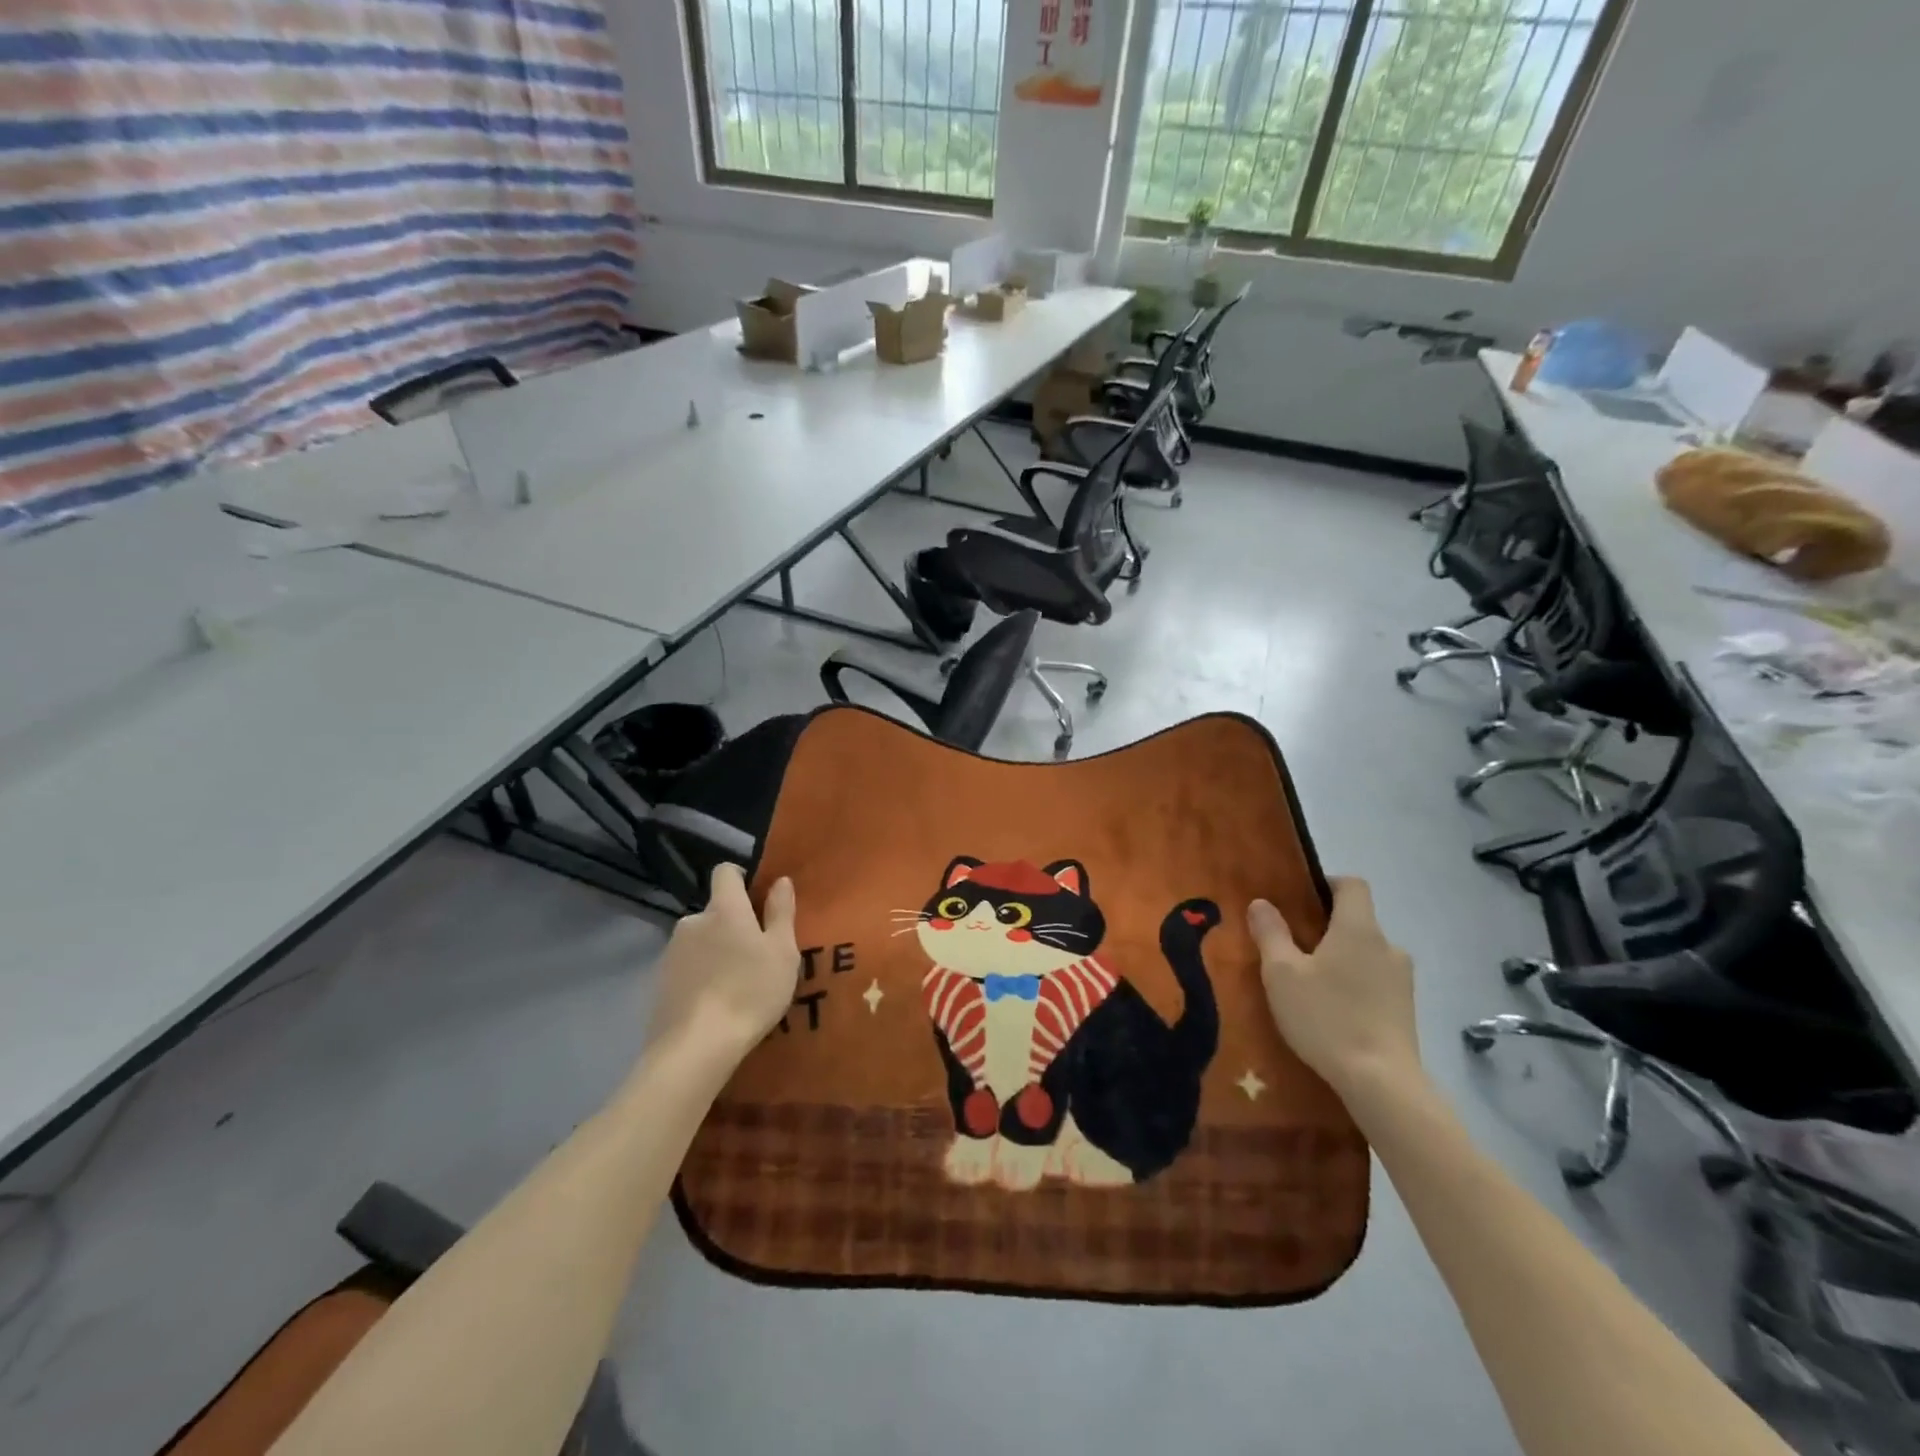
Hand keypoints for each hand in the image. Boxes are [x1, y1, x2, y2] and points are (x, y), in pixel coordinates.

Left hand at [646, 864, 799, 1059]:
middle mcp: (692, 921)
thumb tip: (780, 880)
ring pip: (701, 940)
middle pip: (715, 910)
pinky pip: (687, 966)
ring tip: (736, 983)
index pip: (725, 872)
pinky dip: (701, 975)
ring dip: (716, 951)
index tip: (758, 900)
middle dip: (733, 924)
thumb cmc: (750, 991)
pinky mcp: (660, 982)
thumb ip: (781, 912)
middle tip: (756, 955)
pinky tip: (714, 1002)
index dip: (741, 879)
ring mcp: (671, 952)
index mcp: (724, 908)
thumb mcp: (782, 952)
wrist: (696, 1047)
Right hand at [1248, 877, 1421, 1105]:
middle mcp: (1388, 946)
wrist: (1381, 1083)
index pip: (1352, 884)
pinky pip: (1376, 980)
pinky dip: (1354, 984)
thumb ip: (1270, 933)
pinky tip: (1332, 1010)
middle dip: (1327, 928)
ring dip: (1341, 959)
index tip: (1300, 900)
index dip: (1327, 883)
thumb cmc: (1326, 1017)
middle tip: (1293, 947)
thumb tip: (1261, 903)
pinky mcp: (1406, 1009)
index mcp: (1359, 928)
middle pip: (1357, 920)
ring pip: (1366, 953)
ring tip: (1310, 983)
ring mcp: (1402, 979)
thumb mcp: (1282, 973)